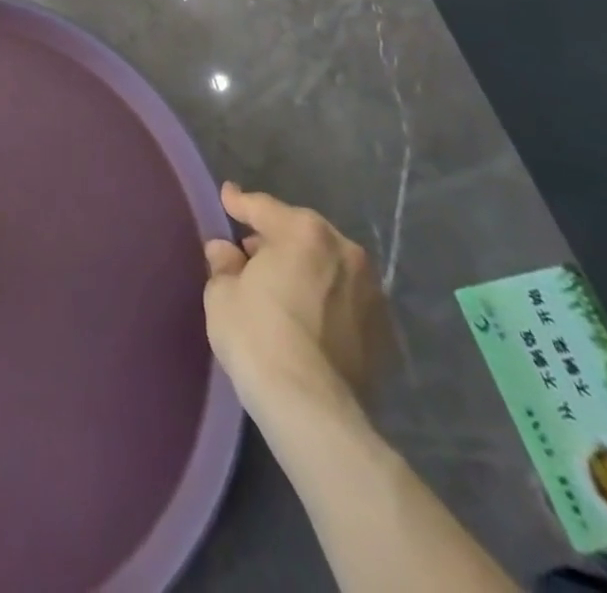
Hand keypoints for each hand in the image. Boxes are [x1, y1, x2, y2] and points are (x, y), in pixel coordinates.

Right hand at [202, 183, 388, 433]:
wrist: (312, 409)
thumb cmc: (258, 337)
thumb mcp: (222, 294)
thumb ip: (224, 264)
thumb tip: (226, 252)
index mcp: (304, 232)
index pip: (263, 208)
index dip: (239, 202)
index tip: (228, 196)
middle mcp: (345, 251)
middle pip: (301, 233)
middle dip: (276, 238)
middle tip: (250, 252)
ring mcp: (371, 292)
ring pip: (328, 266)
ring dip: (305, 269)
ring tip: (282, 287)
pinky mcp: (384, 332)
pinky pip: (345, 300)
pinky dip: (326, 299)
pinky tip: (307, 317)